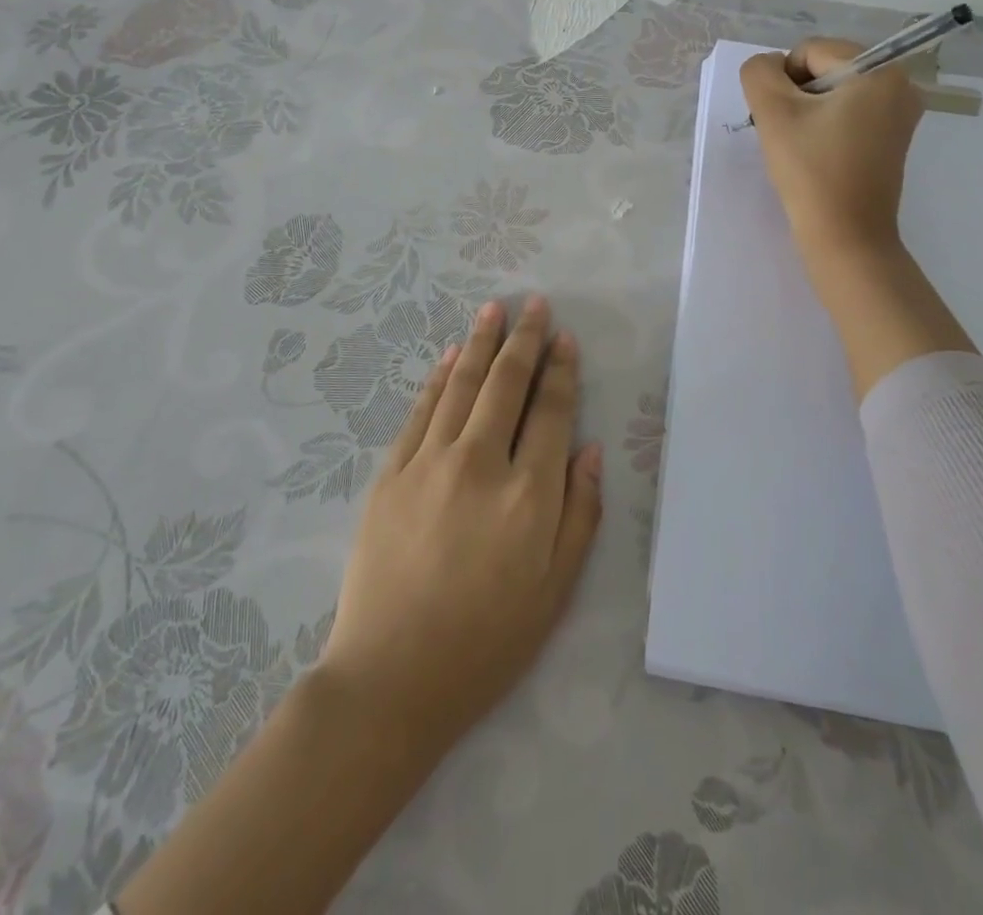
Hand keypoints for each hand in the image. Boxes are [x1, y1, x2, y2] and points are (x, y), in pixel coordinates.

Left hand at [318, 295, 603, 748]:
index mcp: (529, 493)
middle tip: (533, 303)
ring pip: (462, 386)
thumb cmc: (487, 642)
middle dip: (524, 339)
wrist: (391, 679)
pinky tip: (451, 356)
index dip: (560, 369)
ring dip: (480, 343)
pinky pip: (420, 411)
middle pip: (506, 384)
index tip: (564, 338)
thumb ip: (581, 513)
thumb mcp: (557, 590)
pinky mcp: (391, 474)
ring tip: (492, 309)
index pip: (551, 411)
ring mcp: (429, 463)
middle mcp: (480, 463)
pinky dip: (439, 378)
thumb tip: (591, 449)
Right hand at [739, 38, 925, 268]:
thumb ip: (759, 73)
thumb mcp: (773, 113)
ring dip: (807, 112)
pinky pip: (848, 114)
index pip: (810, 51)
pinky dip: (825, 127)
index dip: (783, 81)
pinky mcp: (892, 139)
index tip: (782, 120)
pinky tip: (817, 155)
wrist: (845, 237)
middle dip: (797, 96)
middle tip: (789, 136)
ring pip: (833, 93)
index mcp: (880, 70)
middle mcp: (900, 85)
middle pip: (824, 69)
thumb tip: (768, 67)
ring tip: (802, 147)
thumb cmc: (812, 171)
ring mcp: (900, 114)